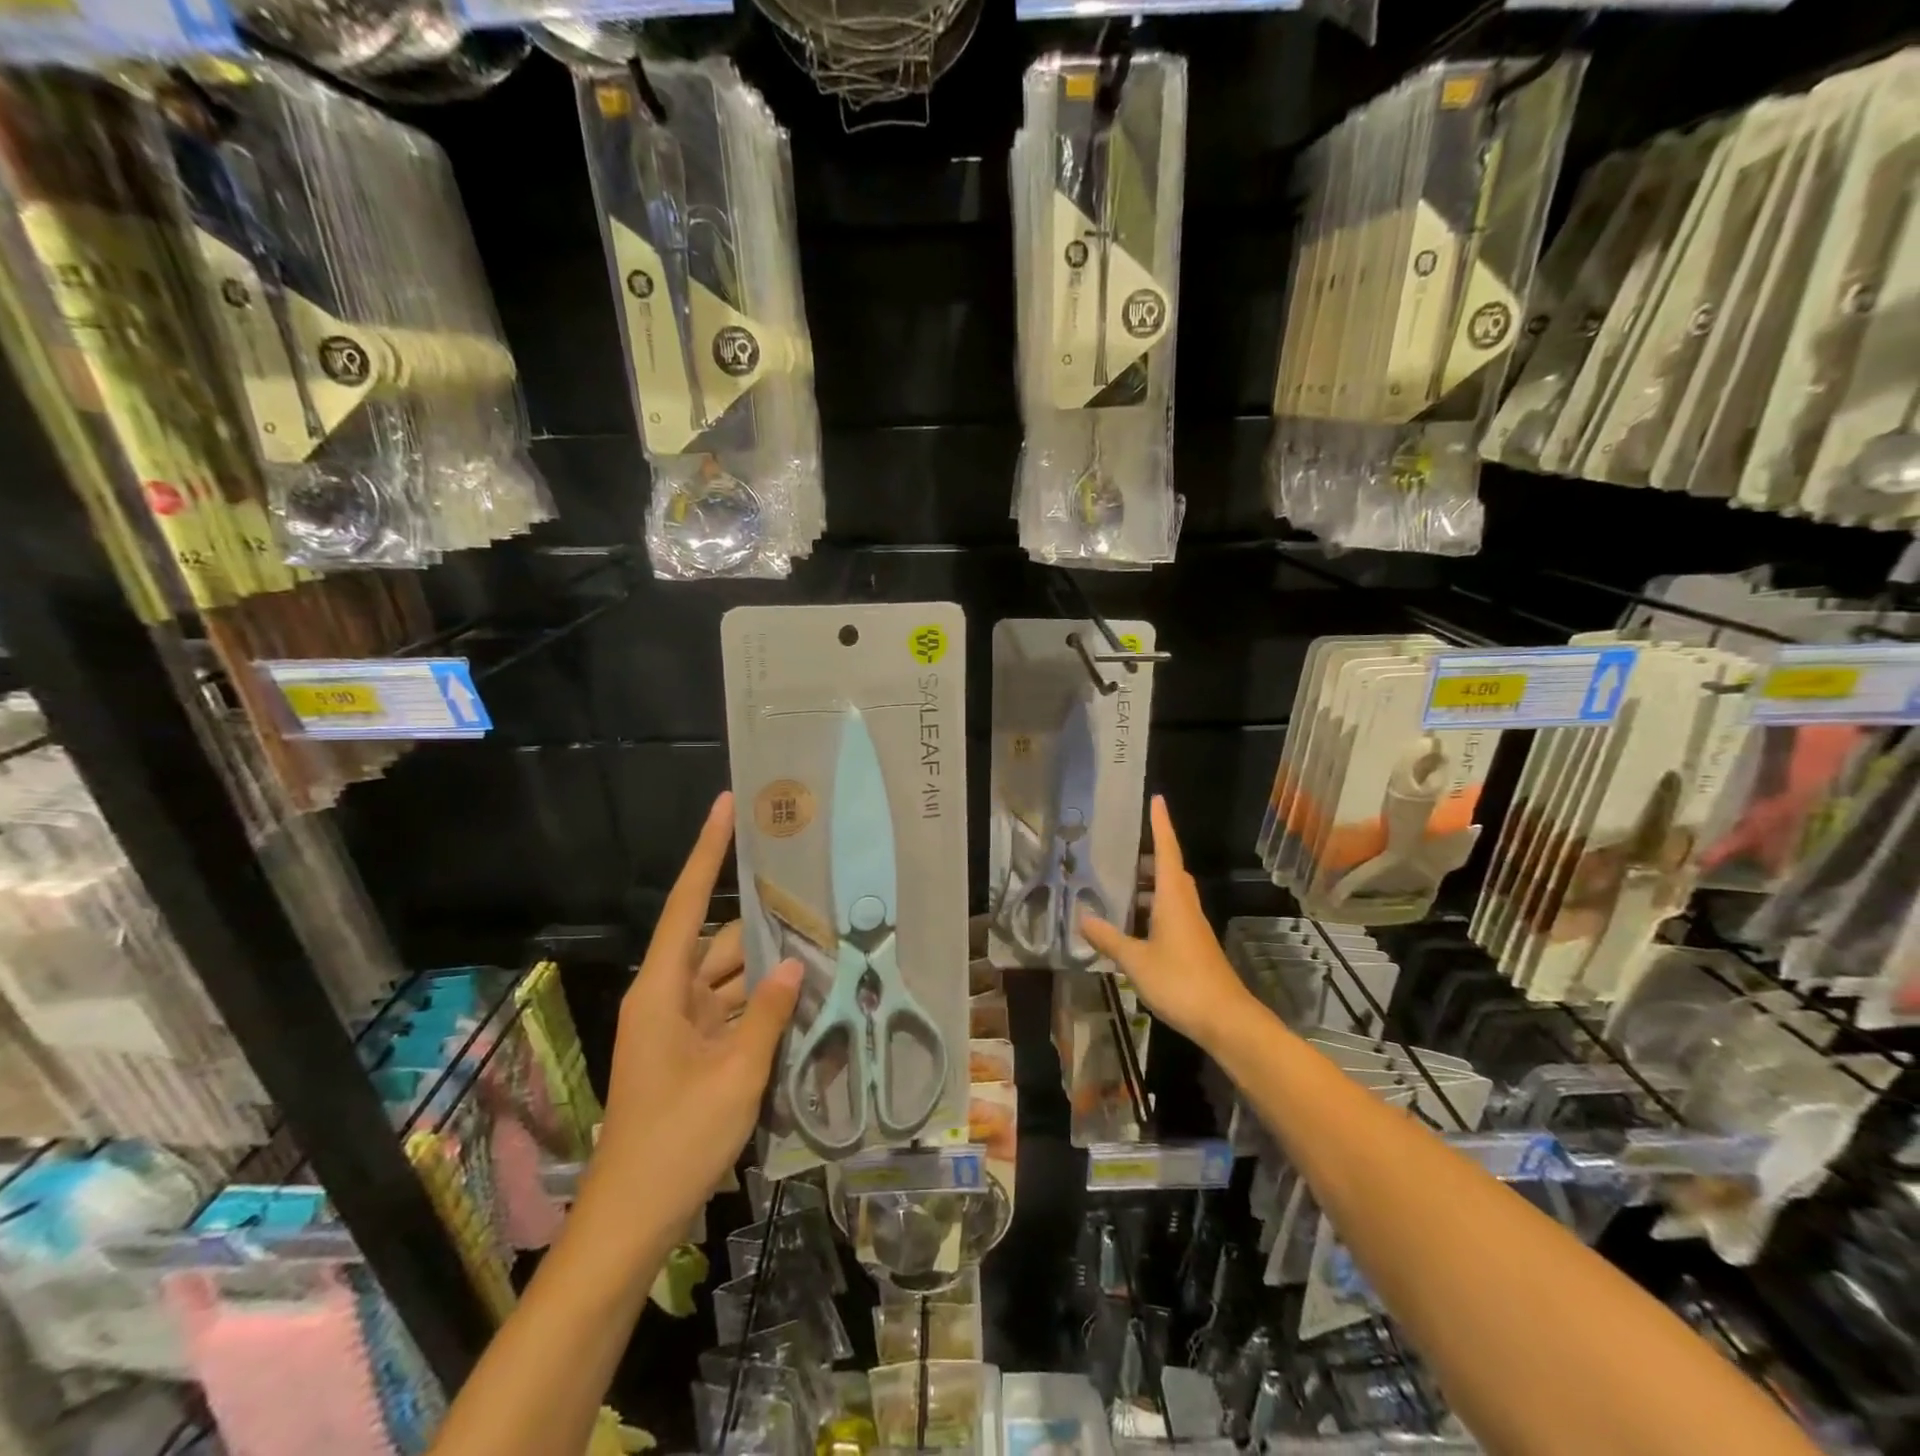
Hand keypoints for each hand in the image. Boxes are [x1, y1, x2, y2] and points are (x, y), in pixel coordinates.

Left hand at [591, 792, 801, 1229]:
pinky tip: (805, 1001)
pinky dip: (763, 1006)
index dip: (707, 852)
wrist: (632, 1222)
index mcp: (662, 991)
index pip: (686, 904)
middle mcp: (668, 997)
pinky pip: (733, 1012)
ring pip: (732, 979)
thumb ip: (767, 1014)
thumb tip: (795, 965)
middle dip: (767, 926)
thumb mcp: (735, 1076)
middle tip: (818, 900)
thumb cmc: (676, 1142)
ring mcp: (681, 1027)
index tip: (727, 806)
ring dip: (770, 971)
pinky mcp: (693, 1053)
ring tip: (825, 948)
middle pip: (721, 943)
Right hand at [1081, 795, 1256, 1052]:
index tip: (1157, 799)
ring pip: (1171, 893)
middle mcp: (1185, 905)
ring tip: (1119, 883)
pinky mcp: (1194, 946)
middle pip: (1170, 870)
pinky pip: (1171, 913)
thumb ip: (1108, 938)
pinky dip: (1152, 908)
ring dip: (1149, 884)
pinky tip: (1132, 923)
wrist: (1225, 1019)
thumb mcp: (1136, 960)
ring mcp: (1192, 926)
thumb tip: (1082, 917)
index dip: (1161, 825)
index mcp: (1173, 898)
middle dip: (1150, 855)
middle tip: (1122, 847)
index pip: (1167, 851)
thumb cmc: (1180, 981)